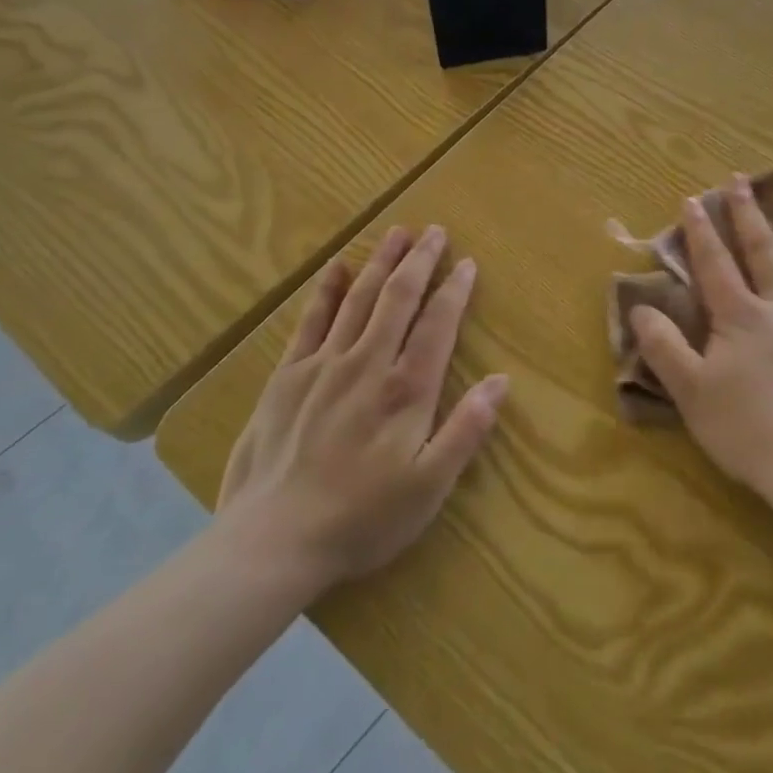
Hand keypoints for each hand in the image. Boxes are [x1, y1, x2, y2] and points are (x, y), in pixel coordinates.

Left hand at [214, 226, 508, 594]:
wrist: (271, 542)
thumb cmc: (361, 518)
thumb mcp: (429, 487)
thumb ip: (466, 430)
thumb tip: (501, 381)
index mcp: (406, 389)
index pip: (438, 324)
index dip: (455, 290)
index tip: (467, 263)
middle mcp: (368, 363)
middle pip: (399, 298)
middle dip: (419, 261)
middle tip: (435, 231)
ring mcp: (324, 365)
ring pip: (359, 298)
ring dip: (380, 262)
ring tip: (397, 232)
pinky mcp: (287, 376)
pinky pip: (311, 321)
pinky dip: (327, 290)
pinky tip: (337, 267)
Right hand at [630, 176, 772, 518]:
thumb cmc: (752, 434)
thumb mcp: (692, 395)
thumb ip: (664, 348)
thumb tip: (639, 307)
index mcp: (742, 318)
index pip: (715, 264)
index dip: (700, 231)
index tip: (693, 199)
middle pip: (766, 250)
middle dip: (750, 213)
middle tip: (743, 180)